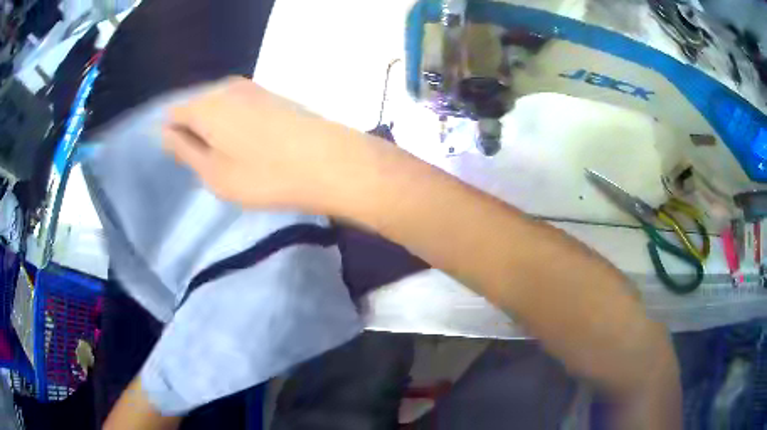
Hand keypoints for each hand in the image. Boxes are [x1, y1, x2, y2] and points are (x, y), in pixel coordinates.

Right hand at [164, 77, 372, 213]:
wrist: (329, 161)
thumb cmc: (264, 174)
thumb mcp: (213, 172)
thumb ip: (185, 149)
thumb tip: (165, 131)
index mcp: (206, 104)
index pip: (174, 113)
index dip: (173, 136)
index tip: (185, 160)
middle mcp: (227, 87)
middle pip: (197, 107)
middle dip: (196, 132)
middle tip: (209, 164)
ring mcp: (253, 88)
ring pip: (220, 107)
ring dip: (218, 129)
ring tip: (232, 158)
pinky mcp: (274, 95)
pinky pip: (241, 107)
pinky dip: (237, 125)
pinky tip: (251, 146)